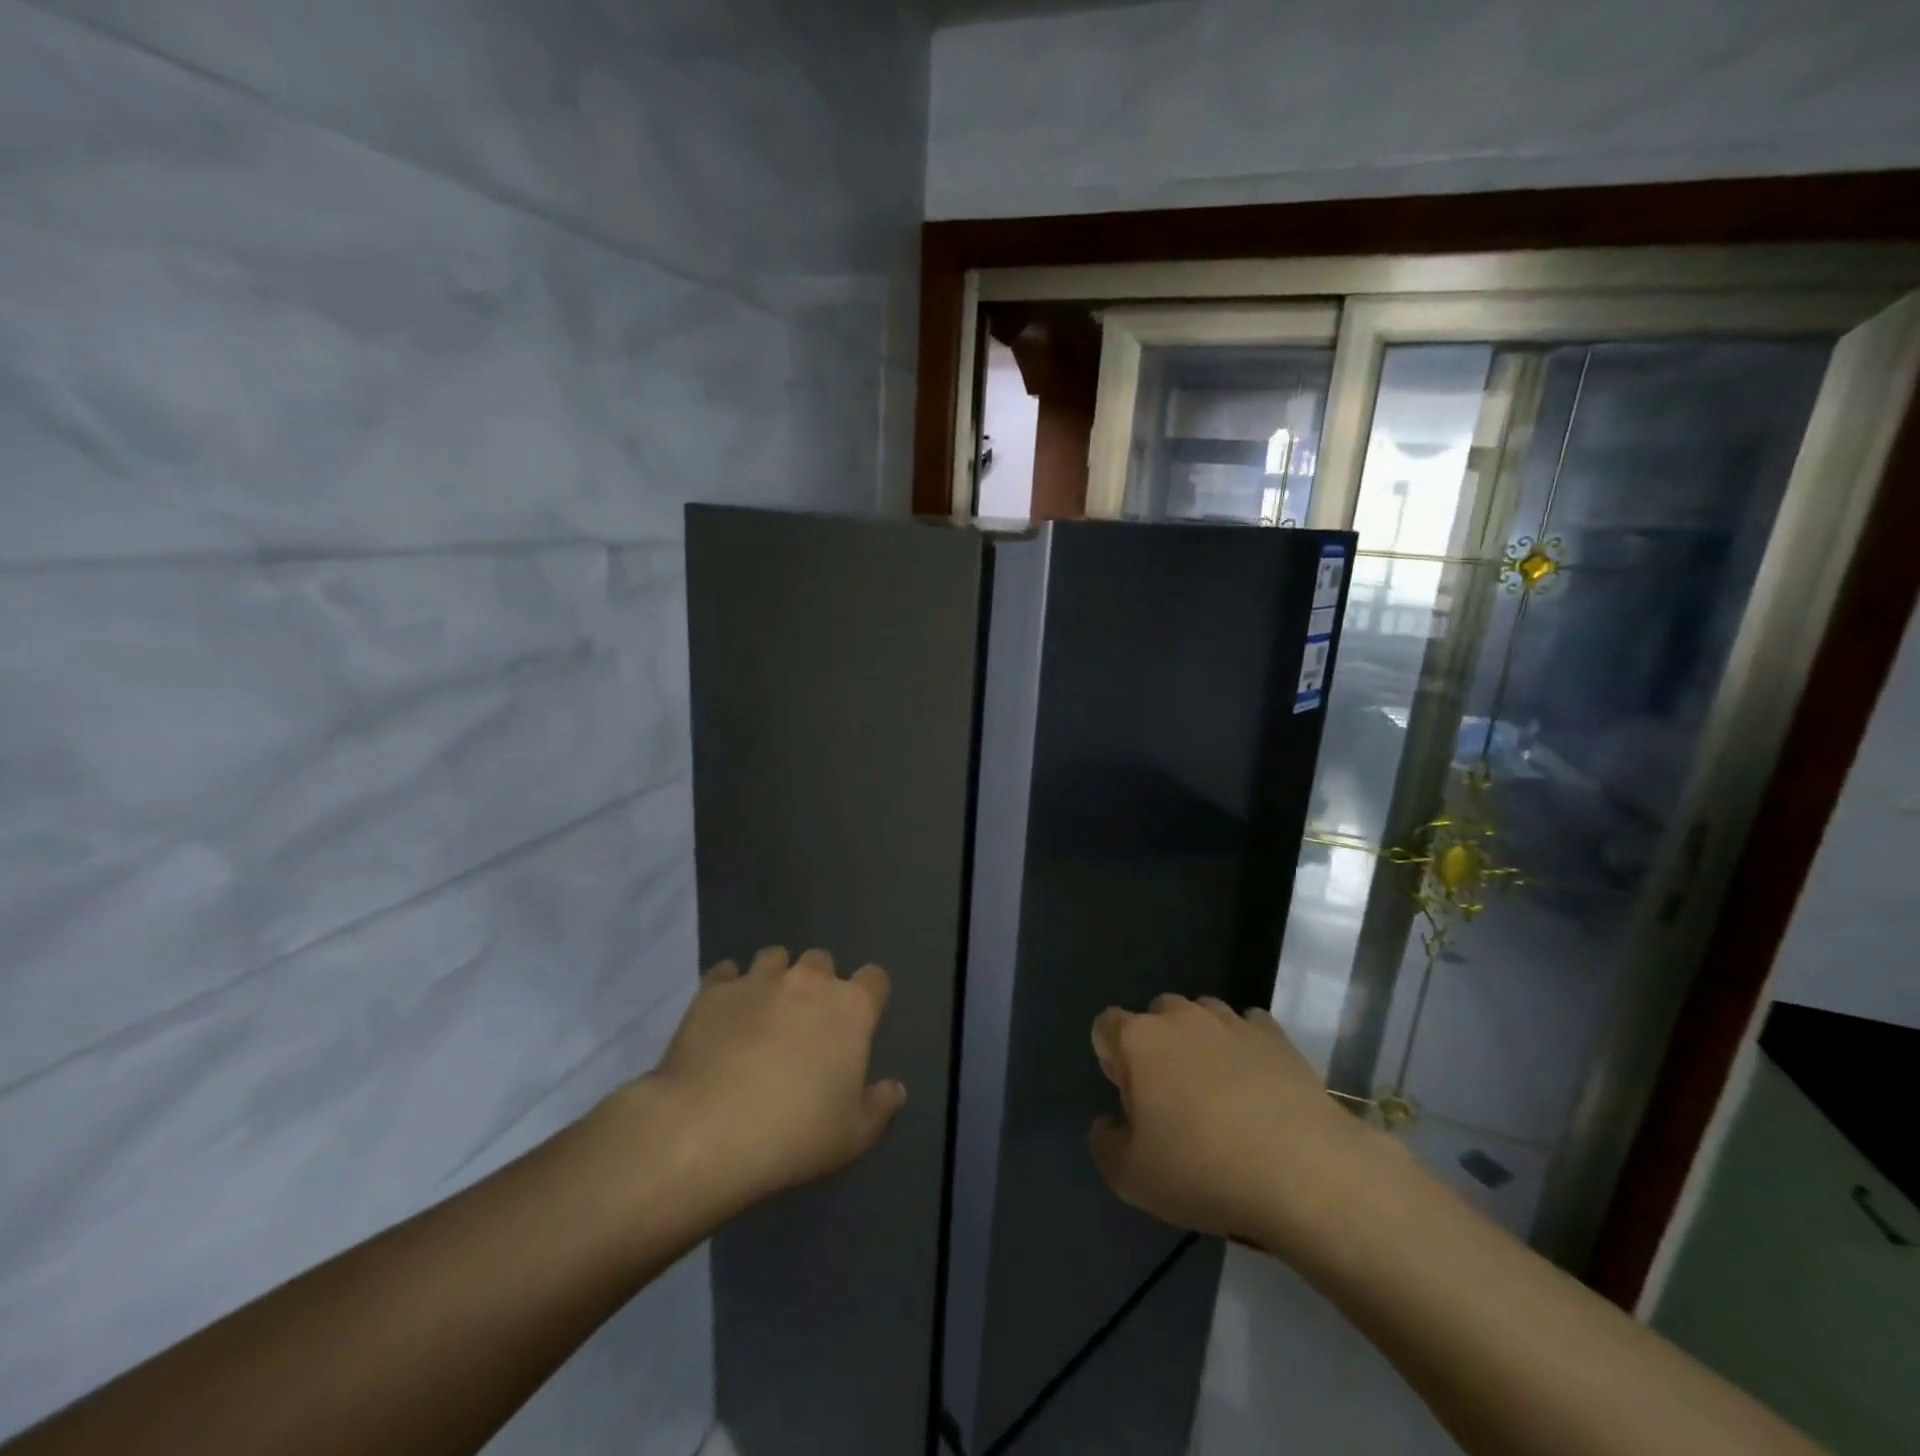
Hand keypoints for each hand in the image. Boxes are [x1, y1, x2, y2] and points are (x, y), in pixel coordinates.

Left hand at [629, 947, 905, 1215]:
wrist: (706, 1131)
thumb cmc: (794, 1134)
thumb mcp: (853, 1136)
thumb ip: (880, 1106)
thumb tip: (894, 1089)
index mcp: (851, 1008)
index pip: (875, 979)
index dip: (869, 996)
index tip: (859, 1021)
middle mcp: (808, 980)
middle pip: (822, 960)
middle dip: (819, 982)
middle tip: (807, 1020)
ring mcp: (758, 980)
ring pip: (774, 957)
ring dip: (775, 976)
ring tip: (763, 1010)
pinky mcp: (713, 990)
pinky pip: (726, 973)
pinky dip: (729, 986)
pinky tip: (724, 1014)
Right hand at [1088, 995, 1388, 1256]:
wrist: (1305, 1171)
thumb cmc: (1204, 1170)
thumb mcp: (1132, 1178)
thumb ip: (1105, 1144)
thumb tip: (1109, 1124)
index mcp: (1138, 1040)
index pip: (1106, 1026)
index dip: (1112, 1060)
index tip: (1132, 1102)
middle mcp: (1180, 1016)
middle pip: (1154, 1016)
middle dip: (1156, 1047)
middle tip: (1172, 1100)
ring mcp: (1230, 1021)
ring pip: (1201, 1016)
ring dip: (1200, 1043)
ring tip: (1217, 1092)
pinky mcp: (1275, 1035)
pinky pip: (1248, 1027)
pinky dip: (1245, 1048)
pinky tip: (1256, 1085)